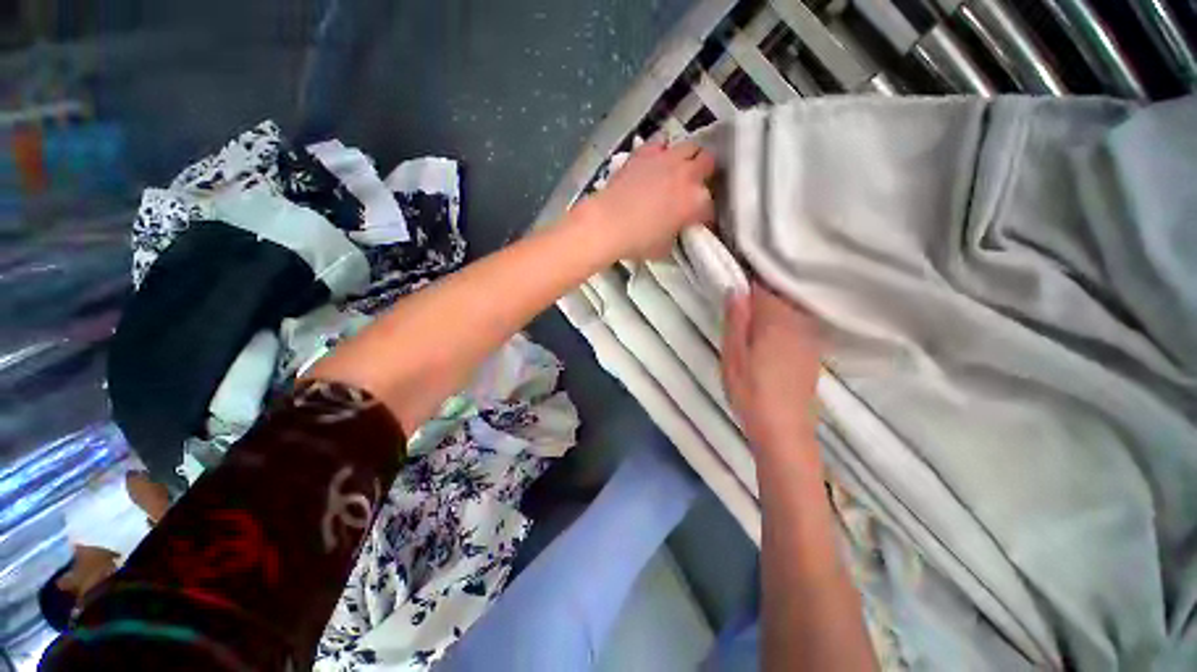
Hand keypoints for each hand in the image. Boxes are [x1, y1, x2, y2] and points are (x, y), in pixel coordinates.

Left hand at [578, 140, 715, 259]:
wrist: (609, 223)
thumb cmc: (638, 241)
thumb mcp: (665, 247)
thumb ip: (676, 234)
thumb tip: (674, 229)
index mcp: (696, 202)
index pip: (711, 208)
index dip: (706, 216)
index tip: (699, 222)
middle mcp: (688, 175)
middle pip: (709, 164)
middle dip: (705, 175)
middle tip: (694, 187)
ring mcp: (667, 159)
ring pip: (690, 146)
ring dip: (688, 158)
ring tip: (679, 169)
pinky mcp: (646, 152)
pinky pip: (661, 141)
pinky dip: (662, 150)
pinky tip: (656, 161)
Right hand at [722, 282, 822, 452]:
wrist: (784, 429)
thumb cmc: (751, 392)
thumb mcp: (733, 356)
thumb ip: (736, 321)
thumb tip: (736, 289)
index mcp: (775, 321)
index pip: (765, 285)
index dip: (750, 275)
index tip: (735, 270)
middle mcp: (798, 323)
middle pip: (782, 293)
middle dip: (763, 285)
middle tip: (741, 286)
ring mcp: (809, 337)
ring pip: (791, 307)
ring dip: (774, 300)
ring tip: (753, 301)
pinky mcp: (812, 350)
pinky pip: (798, 321)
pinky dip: (785, 316)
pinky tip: (772, 325)